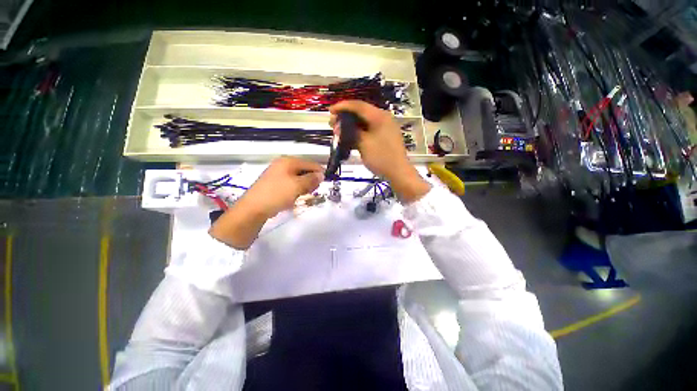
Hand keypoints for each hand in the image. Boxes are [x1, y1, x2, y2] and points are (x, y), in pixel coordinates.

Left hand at [210, 157, 322, 248]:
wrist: (253, 209)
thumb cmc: (277, 194)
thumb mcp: (297, 186)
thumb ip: (312, 179)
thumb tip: (322, 175)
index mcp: (288, 161)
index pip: (310, 164)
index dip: (319, 173)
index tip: (324, 184)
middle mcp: (283, 164)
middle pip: (304, 170)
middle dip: (310, 181)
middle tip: (311, 192)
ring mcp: (277, 174)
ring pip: (298, 178)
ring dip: (304, 186)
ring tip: (302, 196)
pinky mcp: (274, 183)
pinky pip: (290, 184)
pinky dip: (295, 190)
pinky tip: (294, 197)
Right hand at [329, 101, 429, 202]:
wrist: (398, 172)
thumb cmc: (381, 157)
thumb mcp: (364, 144)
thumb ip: (352, 132)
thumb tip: (342, 126)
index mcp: (379, 117)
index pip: (358, 106)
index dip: (343, 107)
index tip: (330, 111)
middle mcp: (382, 118)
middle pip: (360, 113)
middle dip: (345, 117)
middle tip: (332, 124)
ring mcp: (384, 128)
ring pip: (363, 123)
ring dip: (350, 126)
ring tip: (338, 132)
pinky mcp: (383, 137)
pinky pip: (368, 131)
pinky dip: (357, 133)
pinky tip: (348, 138)